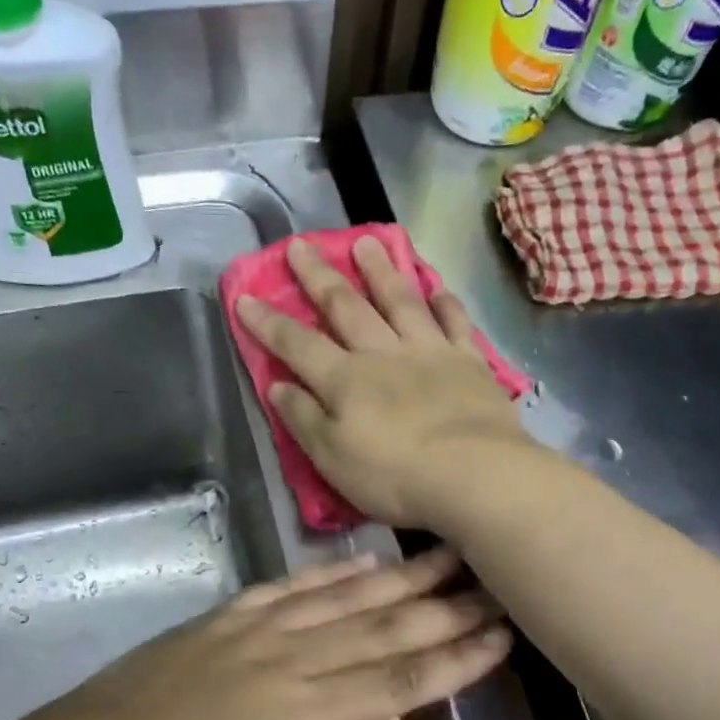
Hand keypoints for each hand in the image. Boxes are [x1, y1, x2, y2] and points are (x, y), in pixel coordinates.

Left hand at [8, 548, 510, 719]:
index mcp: (299, 710)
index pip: (396, 681)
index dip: (452, 660)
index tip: (501, 638)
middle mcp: (287, 657)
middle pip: (380, 629)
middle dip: (444, 609)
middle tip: (495, 585)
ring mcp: (255, 629)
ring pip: (343, 598)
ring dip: (399, 578)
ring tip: (446, 556)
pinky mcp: (227, 617)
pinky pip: (289, 586)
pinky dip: (330, 572)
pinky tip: (363, 560)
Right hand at [236, 236, 533, 527]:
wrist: (475, 475)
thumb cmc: (396, 476)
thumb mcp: (332, 459)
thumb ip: (304, 419)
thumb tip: (278, 386)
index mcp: (345, 380)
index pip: (297, 345)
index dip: (268, 322)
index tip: (245, 297)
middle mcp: (383, 354)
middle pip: (345, 307)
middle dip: (318, 276)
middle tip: (301, 245)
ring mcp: (430, 352)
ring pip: (400, 301)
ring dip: (380, 271)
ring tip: (366, 242)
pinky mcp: (469, 362)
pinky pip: (455, 322)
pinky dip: (444, 302)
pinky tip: (436, 287)